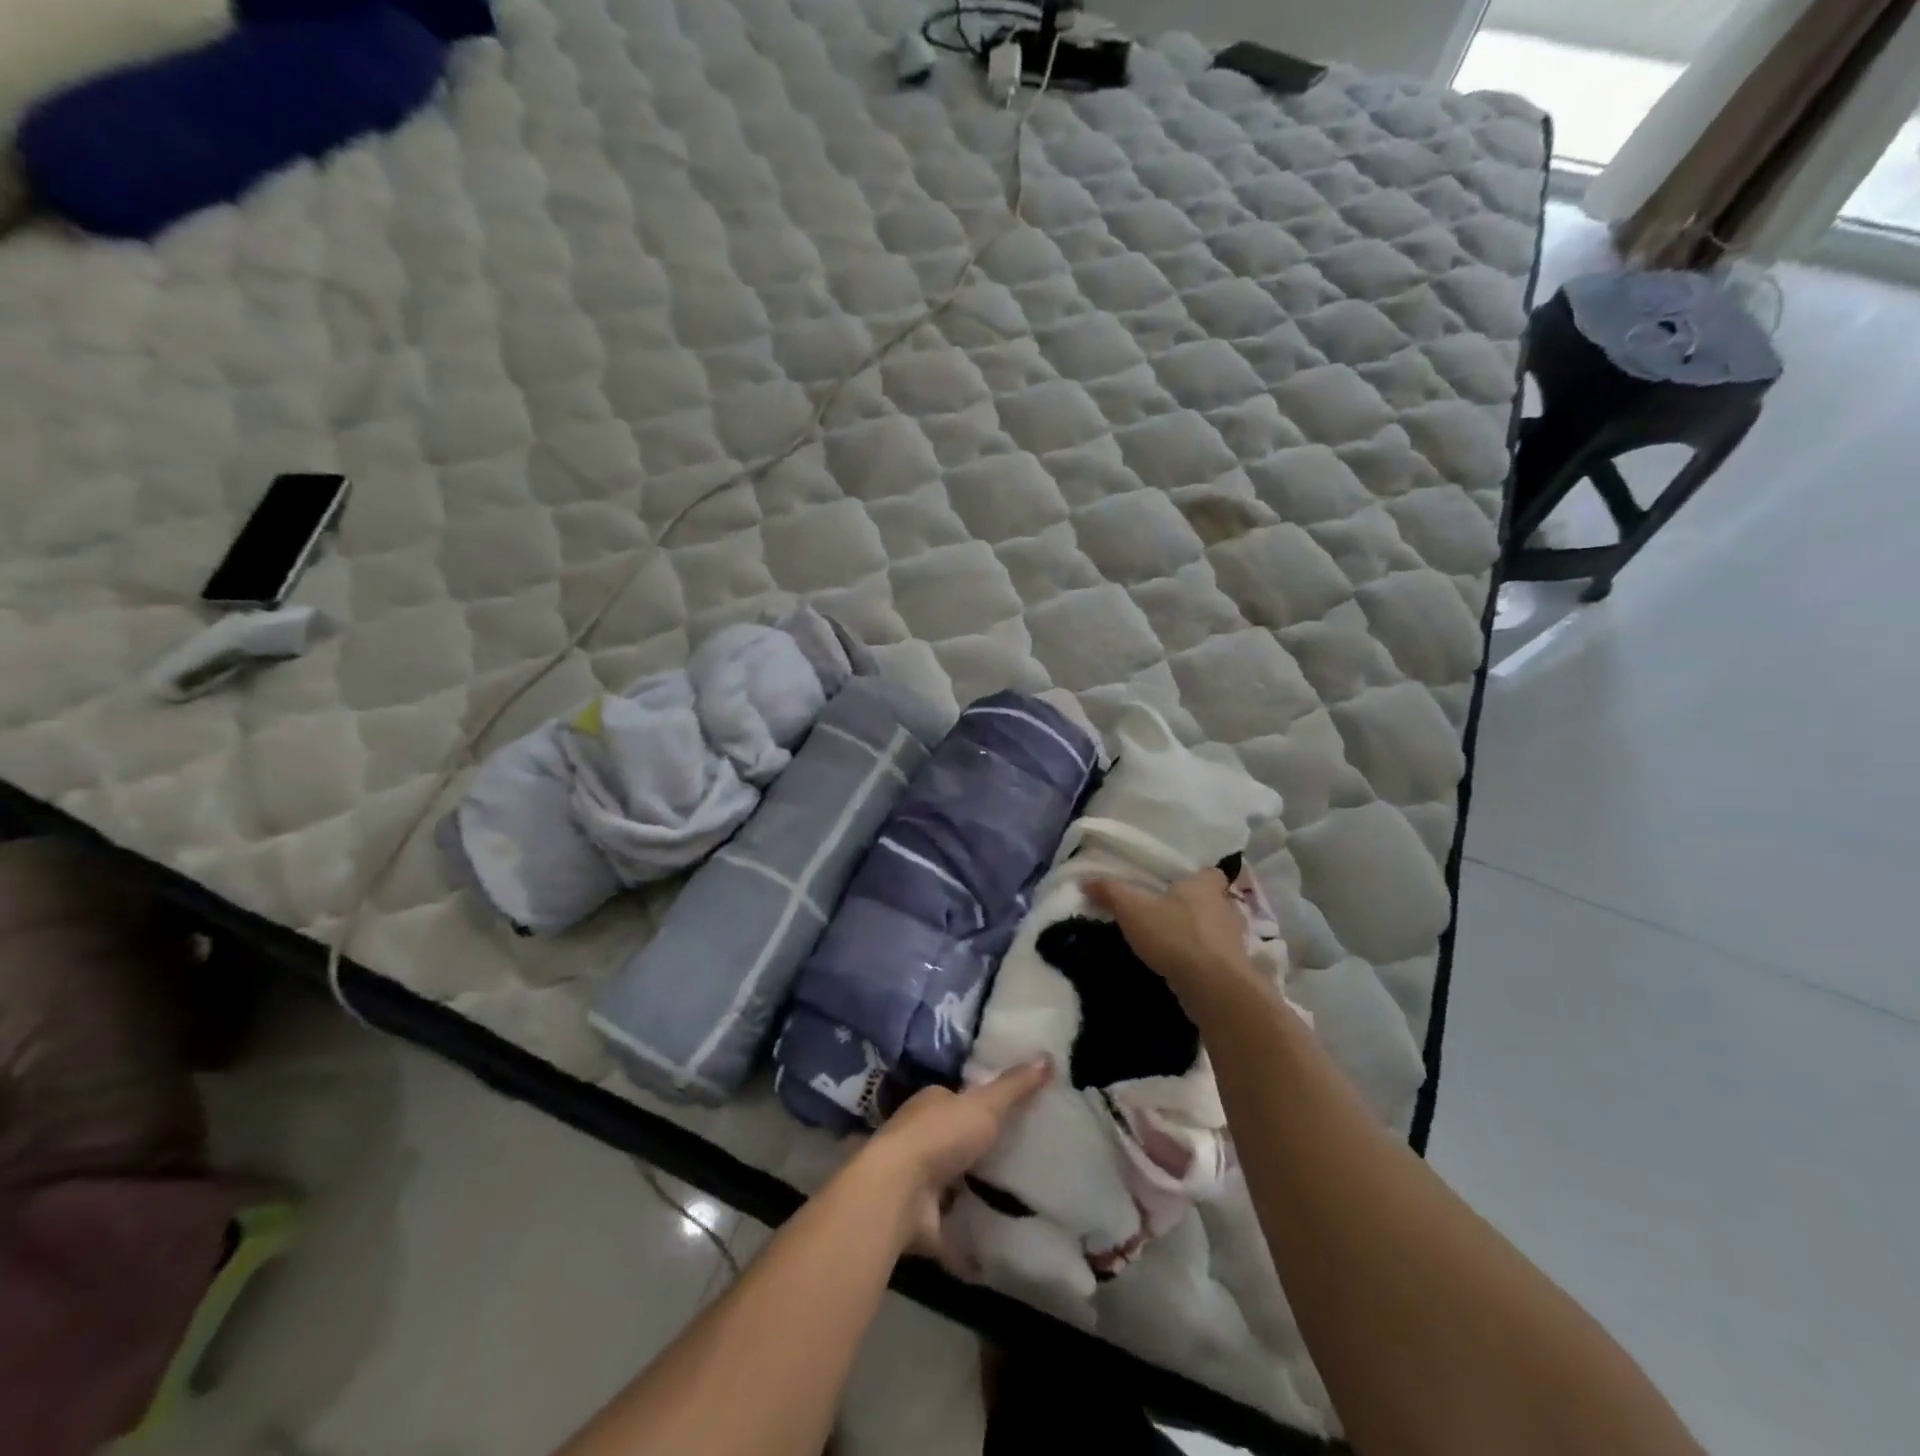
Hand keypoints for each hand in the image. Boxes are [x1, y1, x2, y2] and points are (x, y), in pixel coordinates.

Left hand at [854, 1060, 1050, 1274]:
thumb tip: (1048, 1056)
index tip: (1007, 1116)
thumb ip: (1014, 1086)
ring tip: (1012, 1204)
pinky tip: (992, 1249)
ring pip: (949, 1184)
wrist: (897, 1192)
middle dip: (976, 1151)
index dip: (979, 1105)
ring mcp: (916, 1181)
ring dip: (970, 1194)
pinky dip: (965, 1240)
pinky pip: (949, 1229)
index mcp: (929, 1105)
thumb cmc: (940, 1136)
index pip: (955, 1099)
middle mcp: (917, 1138)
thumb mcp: (984, 1104)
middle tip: (1018, 1160)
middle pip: (953, 1141)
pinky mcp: (918, 1220)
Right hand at [1085, 869, 1262, 1014]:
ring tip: (1172, 942)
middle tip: (1167, 913)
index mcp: (1206, 885)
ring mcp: (1234, 940)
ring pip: (1216, 931)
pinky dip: (1202, 960)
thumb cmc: (1175, 935)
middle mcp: (1226, 908)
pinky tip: (1182, 967)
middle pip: (1212, 901)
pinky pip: (1217, 957)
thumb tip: (1086, 881)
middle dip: (1194, 907)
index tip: (1176, 885)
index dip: (1195, 877)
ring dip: (1199, 935)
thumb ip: (1110, 892)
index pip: (1209, 872)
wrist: (1214, 987)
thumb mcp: (1132, 909)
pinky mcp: (1235, 969)